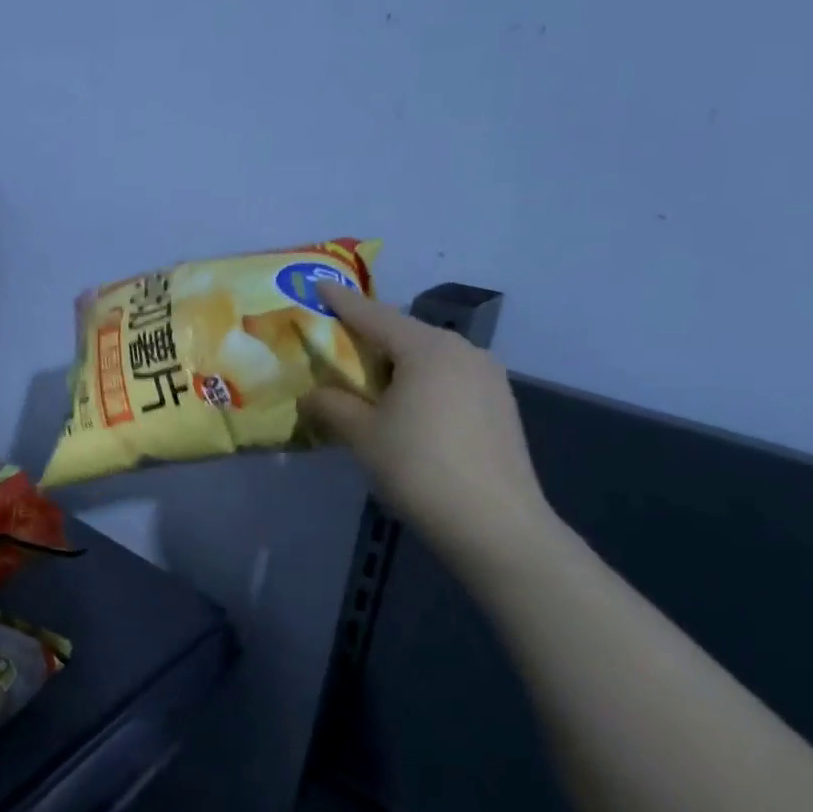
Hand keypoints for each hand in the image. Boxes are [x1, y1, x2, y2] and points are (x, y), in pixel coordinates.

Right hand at [303, 282, 552, 556]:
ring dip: (396, 365)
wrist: (496, 526)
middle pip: (405, 335)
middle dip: (369, 338)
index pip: (374, 315)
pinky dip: (421, 384)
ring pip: (429, 358)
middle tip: (337, 346)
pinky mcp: (501, 406)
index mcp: (428, 349)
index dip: (341, 302)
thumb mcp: (362, 435)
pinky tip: (406, 410)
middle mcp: (464, 352)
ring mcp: (489, 379)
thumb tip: (312, 396)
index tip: (318, 285)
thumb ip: (331, 406)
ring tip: (368, 385)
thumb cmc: (419, 468)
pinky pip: (449, 379)